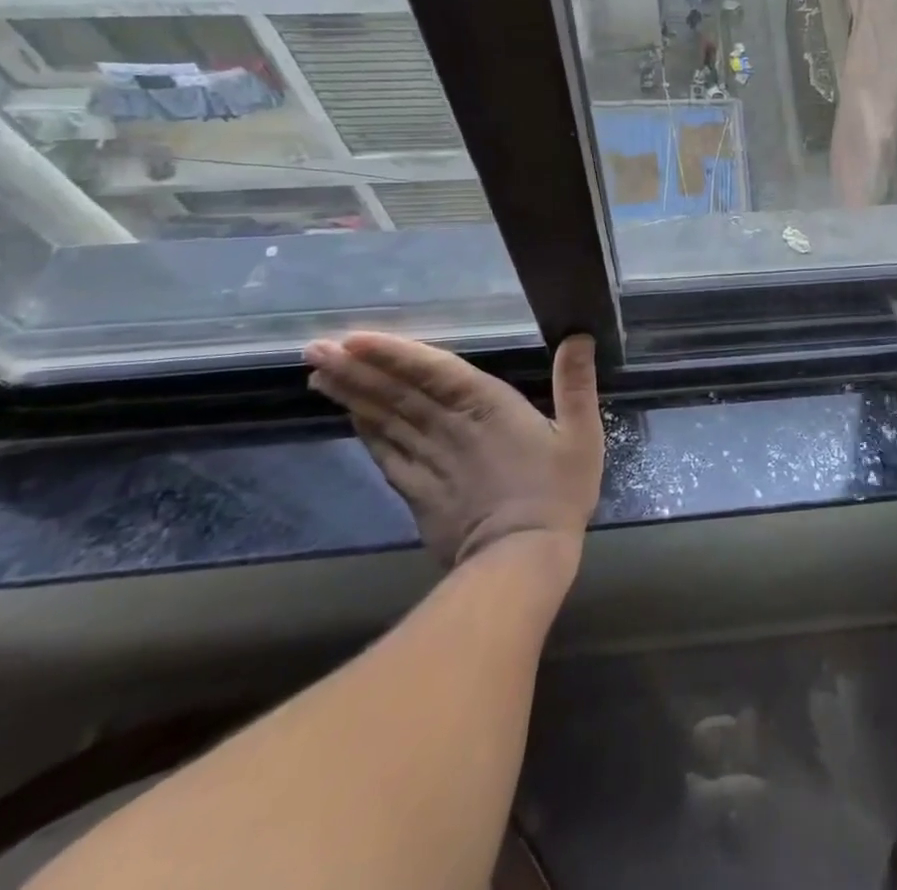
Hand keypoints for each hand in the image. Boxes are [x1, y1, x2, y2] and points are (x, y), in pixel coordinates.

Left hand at [305, 332, 604, 570]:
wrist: (521, 560)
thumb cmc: (556, 492)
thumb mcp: (581, 434)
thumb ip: (576, 383)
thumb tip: (579, 335)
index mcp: (487, 406)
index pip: (433, 371)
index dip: (394, 353)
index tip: (353, 337)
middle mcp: (449, 427)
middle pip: (396, 393)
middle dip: (356, 368)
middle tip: (314, 347)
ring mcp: (428, 460)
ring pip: (384, 420)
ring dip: (352, 394)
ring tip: (319, 372)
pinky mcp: (418, 491)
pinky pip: (386, 454)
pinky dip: (365, 432)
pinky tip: (350, 416)